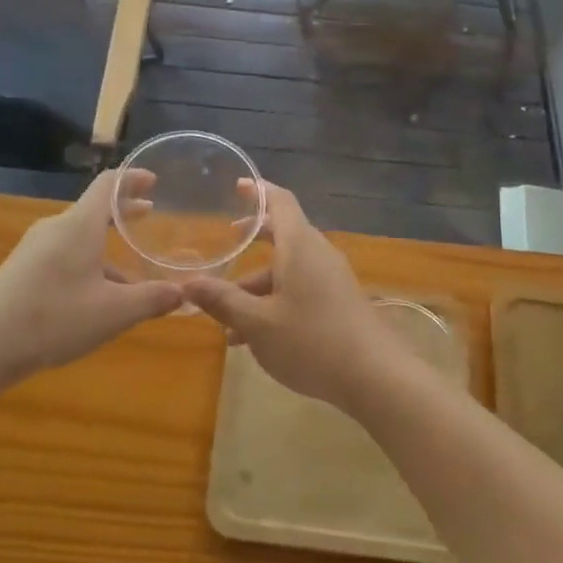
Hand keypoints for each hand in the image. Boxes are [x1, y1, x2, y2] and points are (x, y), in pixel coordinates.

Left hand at [0, 170, 181, 385]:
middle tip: (150, 214)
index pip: (108, 184)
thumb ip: (151, 299)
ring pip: (79, 236)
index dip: (132, 178)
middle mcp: (56, 228)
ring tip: (132, 271)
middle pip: (94, 209)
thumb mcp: (113, 313)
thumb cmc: (54, 318)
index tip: (153, 180)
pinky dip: (88, 261)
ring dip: (107, 245)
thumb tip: (183, 292)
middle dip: (123, 211)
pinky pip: (64, 254)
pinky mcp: (23, 269)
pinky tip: (97, 296)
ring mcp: (36, 248)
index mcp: (79, 226)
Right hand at [183, 181, 404, 408]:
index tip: (238, 185)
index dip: (258, 190)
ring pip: (288, 269)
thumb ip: (222, 301)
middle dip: (252, 239)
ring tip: (225, 319)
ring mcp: (332, 278)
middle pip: (283, 234)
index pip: (280, 201)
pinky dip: (275, 300)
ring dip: (257, 285)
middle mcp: (317, 253)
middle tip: (225, 242)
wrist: (375, 377)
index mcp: (299, 245)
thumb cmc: (311, 340)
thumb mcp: (258, 323)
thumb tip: (187, 284)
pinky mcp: (339, 301)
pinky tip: (252, 337)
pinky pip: (300, 288)